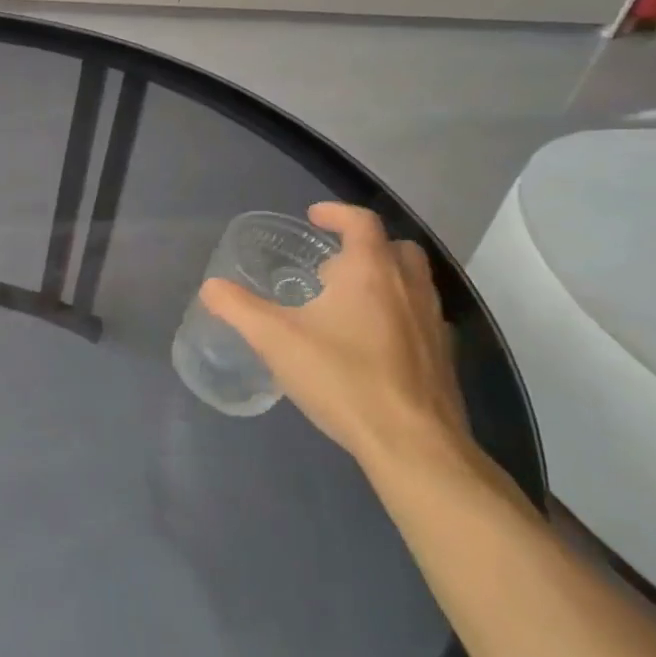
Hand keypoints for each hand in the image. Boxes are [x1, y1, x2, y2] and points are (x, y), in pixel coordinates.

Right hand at [200, 204, 469, 475]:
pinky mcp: (444, 357)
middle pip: (395, 247)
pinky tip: (374, 344)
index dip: (335, 213)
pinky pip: (422, 318)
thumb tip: (211, 287)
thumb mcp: (275, 340)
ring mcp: (433, 322)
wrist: (412, 443)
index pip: (360, 221)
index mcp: (370, 270)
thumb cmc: (342, 378)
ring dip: (385, 279)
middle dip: (364, 247)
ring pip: (414, 282)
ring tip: (349, 304)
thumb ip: (239, 308)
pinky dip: (400, 315)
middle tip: (331, 266)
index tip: (313, 217)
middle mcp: (409, 286)